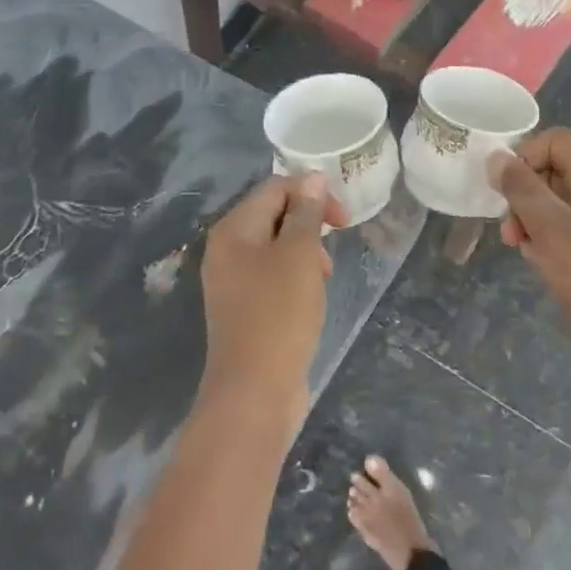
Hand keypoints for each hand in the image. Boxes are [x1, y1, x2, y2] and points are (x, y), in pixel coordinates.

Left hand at [199, 173, 344, 434]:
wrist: (255, 391)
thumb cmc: (279, 315)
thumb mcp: (299, 256)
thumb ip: (306, 213)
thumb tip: (311, 178)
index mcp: (233, 229)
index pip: (275, 189)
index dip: (312, 194)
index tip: (344, 221)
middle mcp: (226, 249)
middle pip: (274, 215)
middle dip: (309, 226)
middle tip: (330, 255)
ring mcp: (232, 280)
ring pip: (276, 247)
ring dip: (305, 254)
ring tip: (323, 279)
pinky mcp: (244, 307)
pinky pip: (273, 276)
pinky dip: (295, 278)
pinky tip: (310, 298)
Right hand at [489, 129, 570, 410]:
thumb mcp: (550, 228)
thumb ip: (520, 188)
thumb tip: (496, 157)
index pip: (554, 140)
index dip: (524, 157)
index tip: (505, 193)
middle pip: (553, 169)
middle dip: (523, 193)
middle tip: (510, 229)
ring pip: (556, 202)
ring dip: (531, 219)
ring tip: (522, 248)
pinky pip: (567, 228)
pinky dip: (548, 239)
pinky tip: (540, 262)